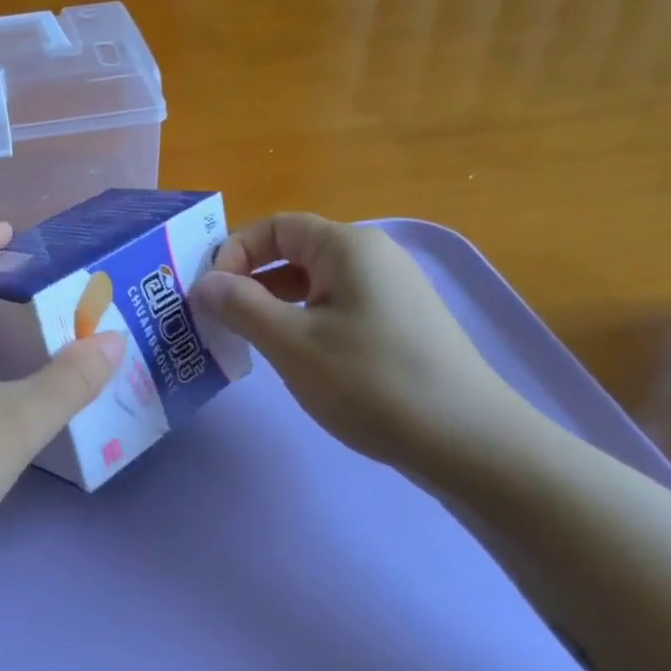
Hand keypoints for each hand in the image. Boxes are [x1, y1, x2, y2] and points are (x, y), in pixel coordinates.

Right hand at [191, 214, 523, 471]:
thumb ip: (240, 306)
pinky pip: (335, 307)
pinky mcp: (397, 324)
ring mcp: (389, 291)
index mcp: (347, 246)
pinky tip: (293, 357)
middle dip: (249, 281)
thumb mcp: (292, 343)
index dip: (233, 253)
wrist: (468, 443)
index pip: (274, 226)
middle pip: (293, 251)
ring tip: (248, 341)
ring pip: (312, 283)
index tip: (209, 296)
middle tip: (218, 321)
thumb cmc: (372, 383)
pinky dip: (303, 322)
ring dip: (273, 304)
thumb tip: (202, 282)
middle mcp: (371, 257)